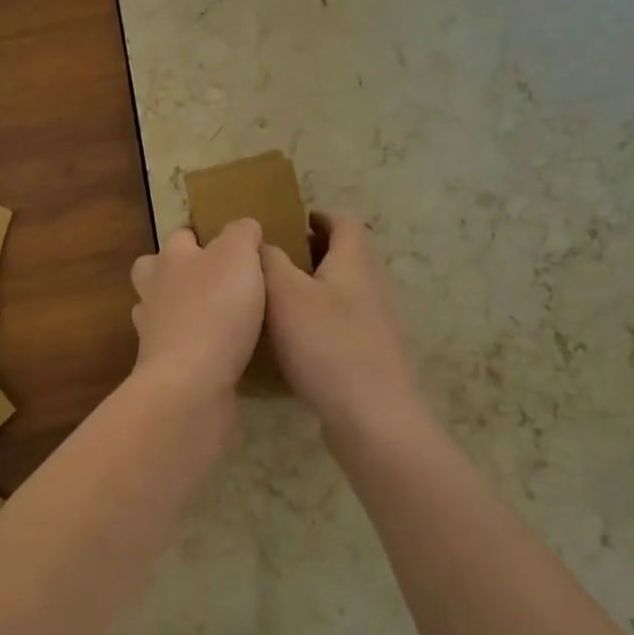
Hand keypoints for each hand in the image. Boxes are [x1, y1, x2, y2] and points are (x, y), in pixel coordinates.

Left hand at [130, 221, 265, 400]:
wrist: (191, 383)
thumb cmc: (216, 309)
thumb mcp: (238, 256)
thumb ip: (242, 234)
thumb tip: (243, 227)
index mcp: (171, 258)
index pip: (180, 236)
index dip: (201, 237)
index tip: (226, 246)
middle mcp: (154, 290)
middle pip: (154, 270)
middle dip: (176, 272)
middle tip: (212, 280)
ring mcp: (152, 331)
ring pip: (161, 310)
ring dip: (181, 311)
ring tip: (217, 317)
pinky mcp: (161, 368)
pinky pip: (175, 347)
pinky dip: (191, 346)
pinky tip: (218, 352)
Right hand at [263, 212, 417, 432]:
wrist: (371, 418)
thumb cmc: (326, 345)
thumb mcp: (285, 293)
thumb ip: (269, 260)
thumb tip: (261, 242)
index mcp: (353, 263)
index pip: (344, 223)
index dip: (318, 216)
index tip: (288, 221)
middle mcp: (369, 287)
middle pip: (343, 256)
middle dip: (308, 252)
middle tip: (270, 259)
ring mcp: (372, 324)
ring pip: (339, 291)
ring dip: (310, 287)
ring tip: (271, 299)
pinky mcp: (367, 355)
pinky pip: (338, 323)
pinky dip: (314, 320)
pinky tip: (288, 341)